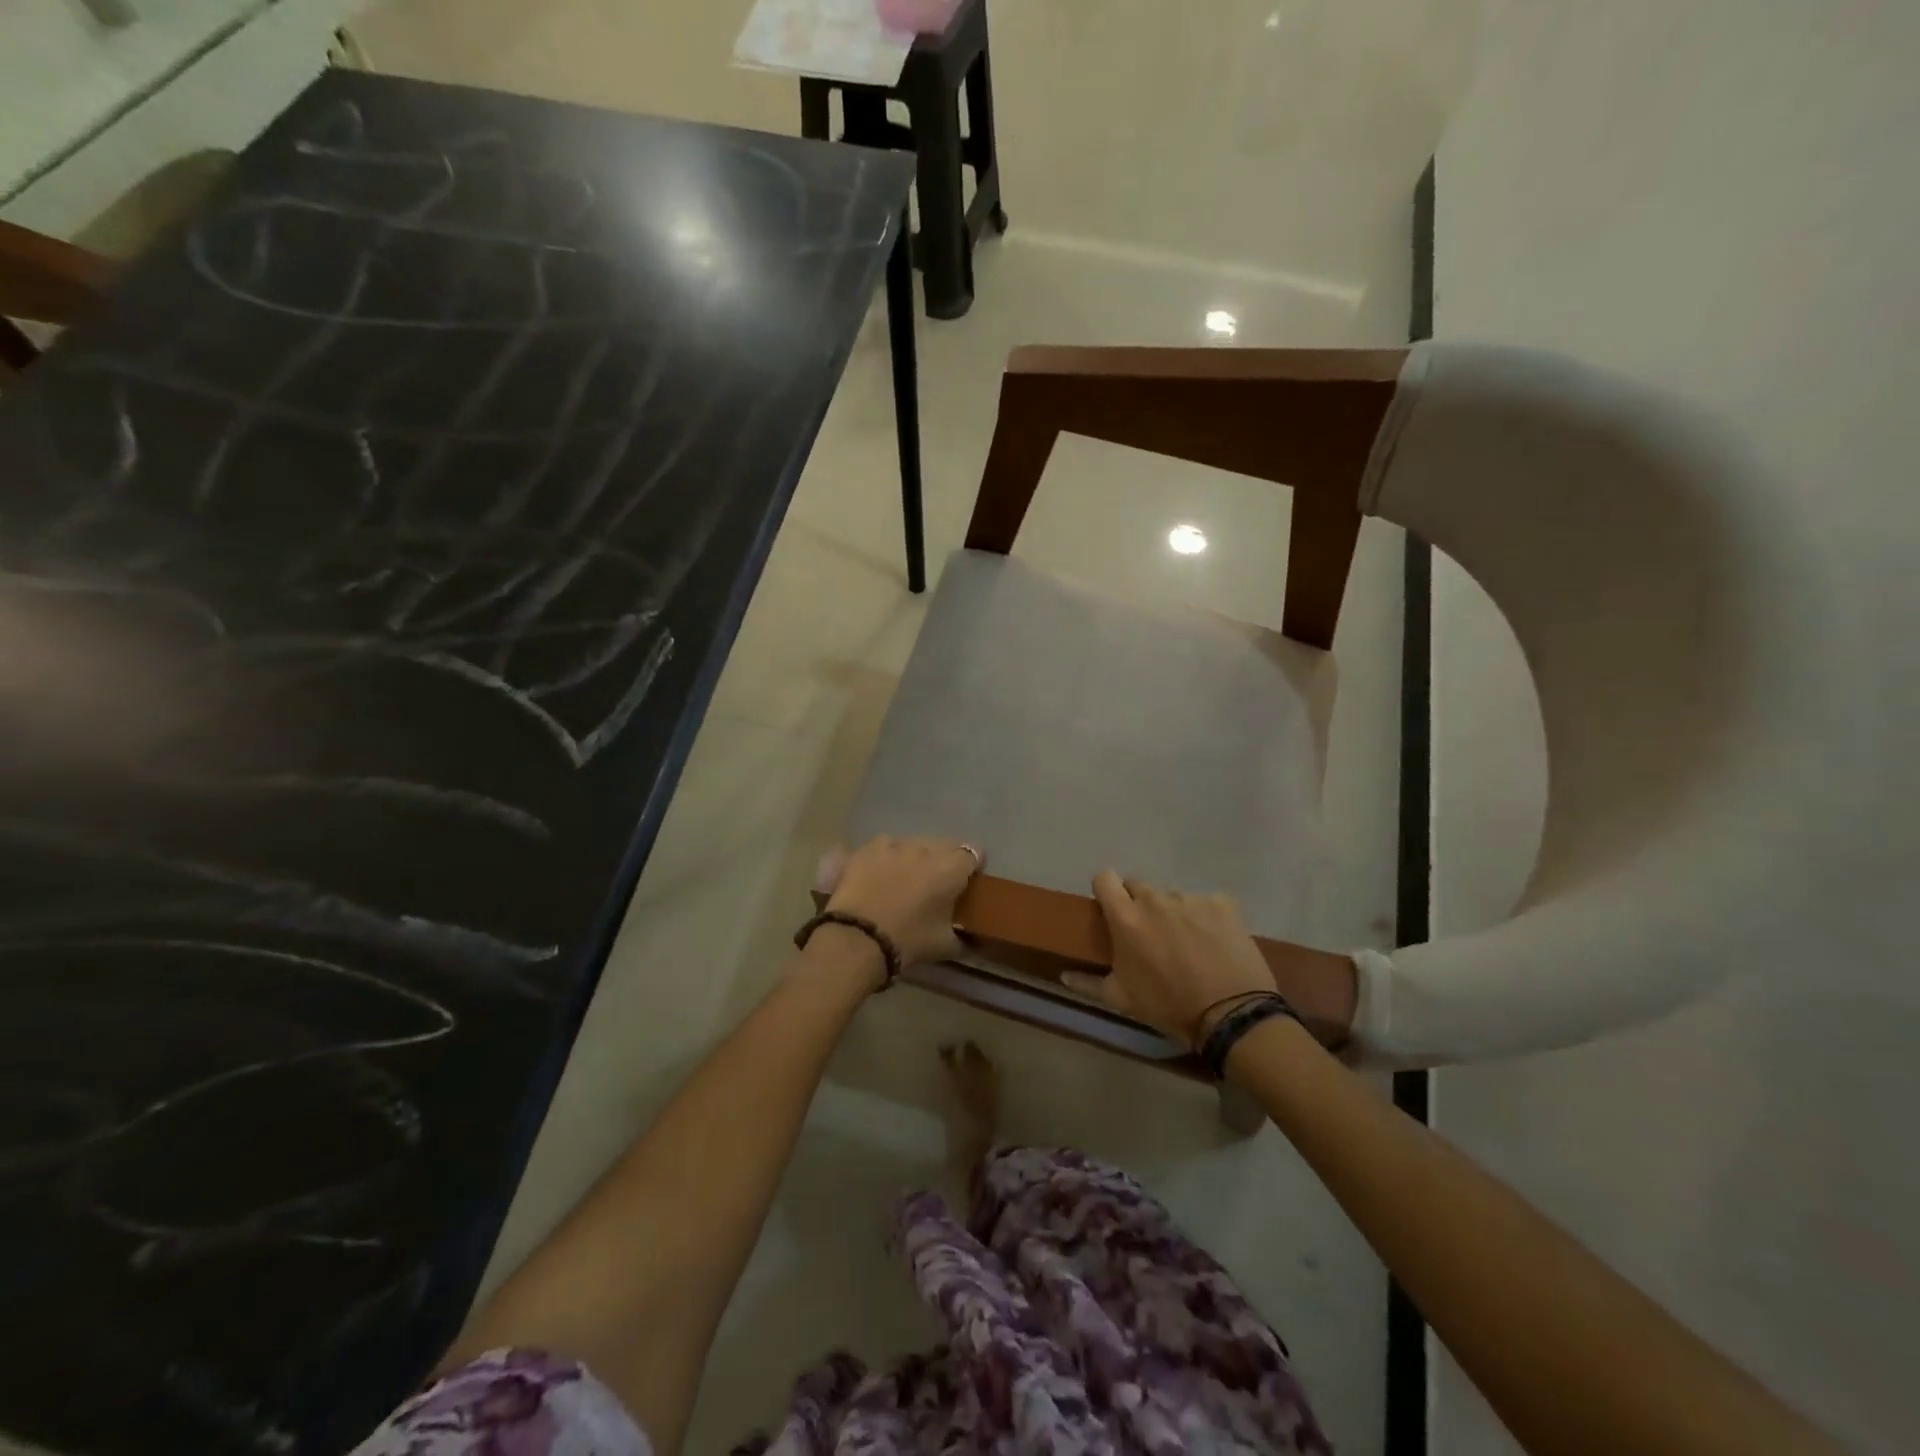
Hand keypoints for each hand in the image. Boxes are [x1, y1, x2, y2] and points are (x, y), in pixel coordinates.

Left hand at [815, 835, 982, 966]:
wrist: (859, 937)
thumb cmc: (909, 940)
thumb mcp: (945, 945)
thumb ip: (963, 937)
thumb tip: (970, 939)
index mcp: (952, 868)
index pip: (975, 852)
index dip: (973, 866)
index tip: (967, 881)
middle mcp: (927, 848)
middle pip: (945, 844)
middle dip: (946, 859)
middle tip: (937, 883)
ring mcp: (896, 844)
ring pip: (915, 842)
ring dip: (917, 856)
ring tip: (907, 877)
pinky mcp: (869, 848)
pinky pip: (887, 845)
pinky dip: (888, 855)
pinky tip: (881, 872)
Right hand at [1065, 870, 1276, 1047]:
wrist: (1231, 1014)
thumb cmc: (1168, 1006)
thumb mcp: (1122, 999)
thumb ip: (1088, 983)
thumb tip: (1063, 976)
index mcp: (1126, 917)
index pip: (1105, 878)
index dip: (1106, 890)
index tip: (1111, 908)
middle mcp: (1155, 899)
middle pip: (1138, 886)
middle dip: (1139, 904)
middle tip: (1149, 934)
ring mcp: (1191, 898)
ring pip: (1173, 896)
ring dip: (1173, 912)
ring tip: (1186, 942)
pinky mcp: (1223, 904)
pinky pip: (1207, 903)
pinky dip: (1206, 918)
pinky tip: (1214, 942)